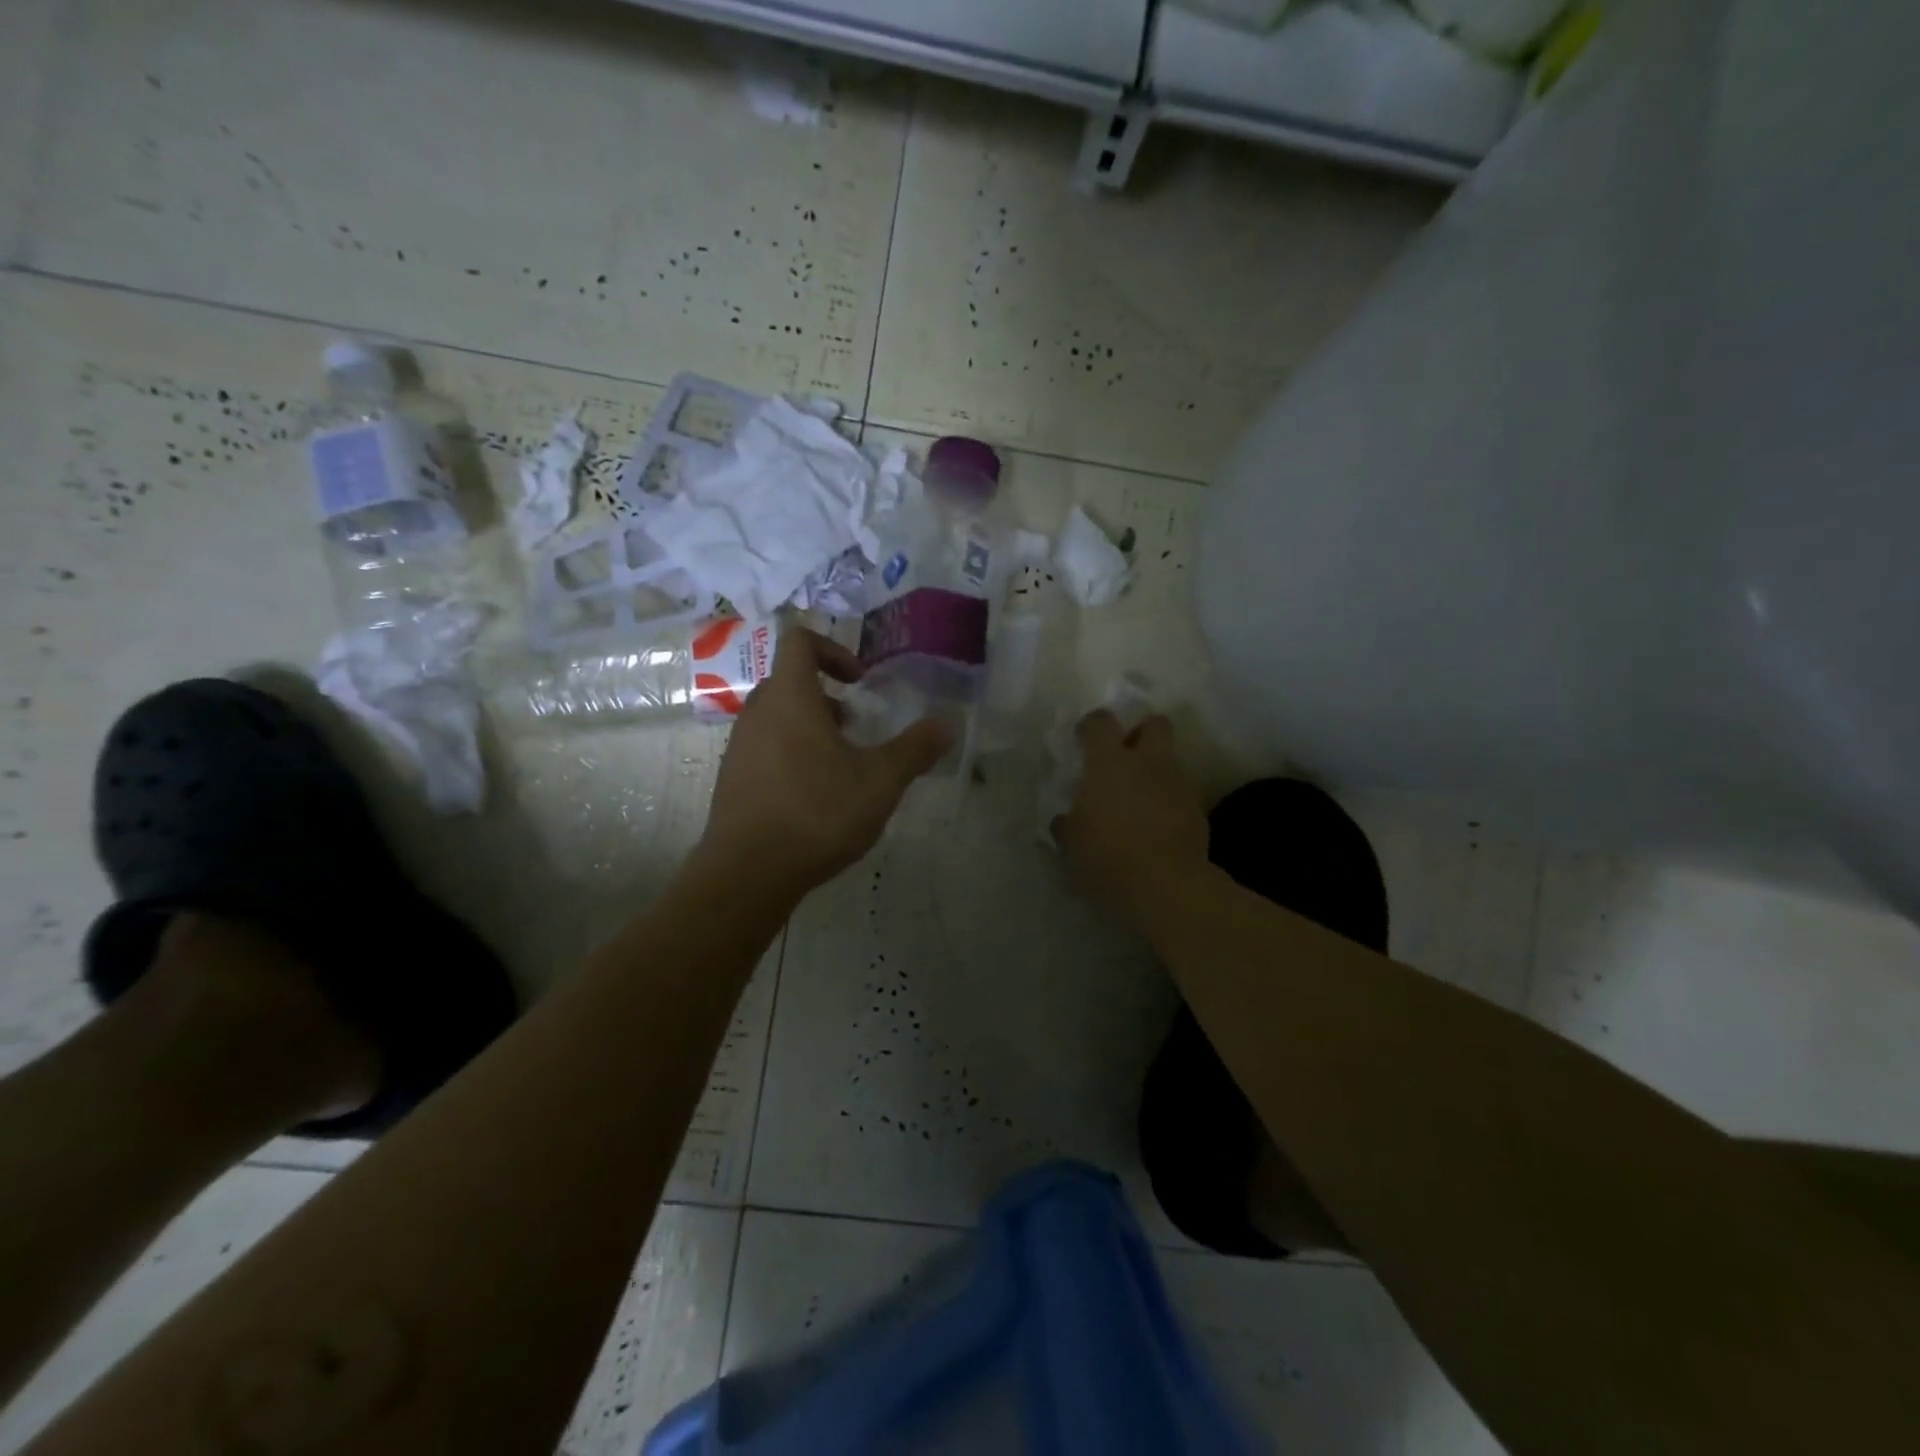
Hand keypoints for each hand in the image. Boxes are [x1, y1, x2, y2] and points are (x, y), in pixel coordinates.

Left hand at [697, 627, 951, 898]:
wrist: (749, 873)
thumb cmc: (818, 813)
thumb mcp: (880, 781)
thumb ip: (915, 749)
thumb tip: (948, 724)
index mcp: (790, 698)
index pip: (800, 642)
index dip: (833, 649)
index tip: (859, 681)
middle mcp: (757, 714)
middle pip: (788, 681)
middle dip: (825, 695)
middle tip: (855, 726)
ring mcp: (739, 748)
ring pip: (776, 718)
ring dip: (809, 727)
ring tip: (840, 766)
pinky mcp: (732, 780)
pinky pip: (764, 749)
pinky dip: (791, 755)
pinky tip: (815, 797)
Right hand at [1053, 711, 1209, 923]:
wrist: (1165, 884)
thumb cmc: (1107, 856)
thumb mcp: (1072, 845)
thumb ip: (1066, 826)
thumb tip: (1063, 821)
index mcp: (1108, 763)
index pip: (1101, 722)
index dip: (1092, 724)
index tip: (1083, 737)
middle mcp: (1146, 762)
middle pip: (1155, 724)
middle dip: (1142, 732)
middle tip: (1126, 755)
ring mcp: (1176, 782)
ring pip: (1170, 759)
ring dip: (1156, 770)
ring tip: (1140, 796)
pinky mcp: (1197, 808)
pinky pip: (1181, 791)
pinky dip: (1170, 799)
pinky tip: (1158, 822)